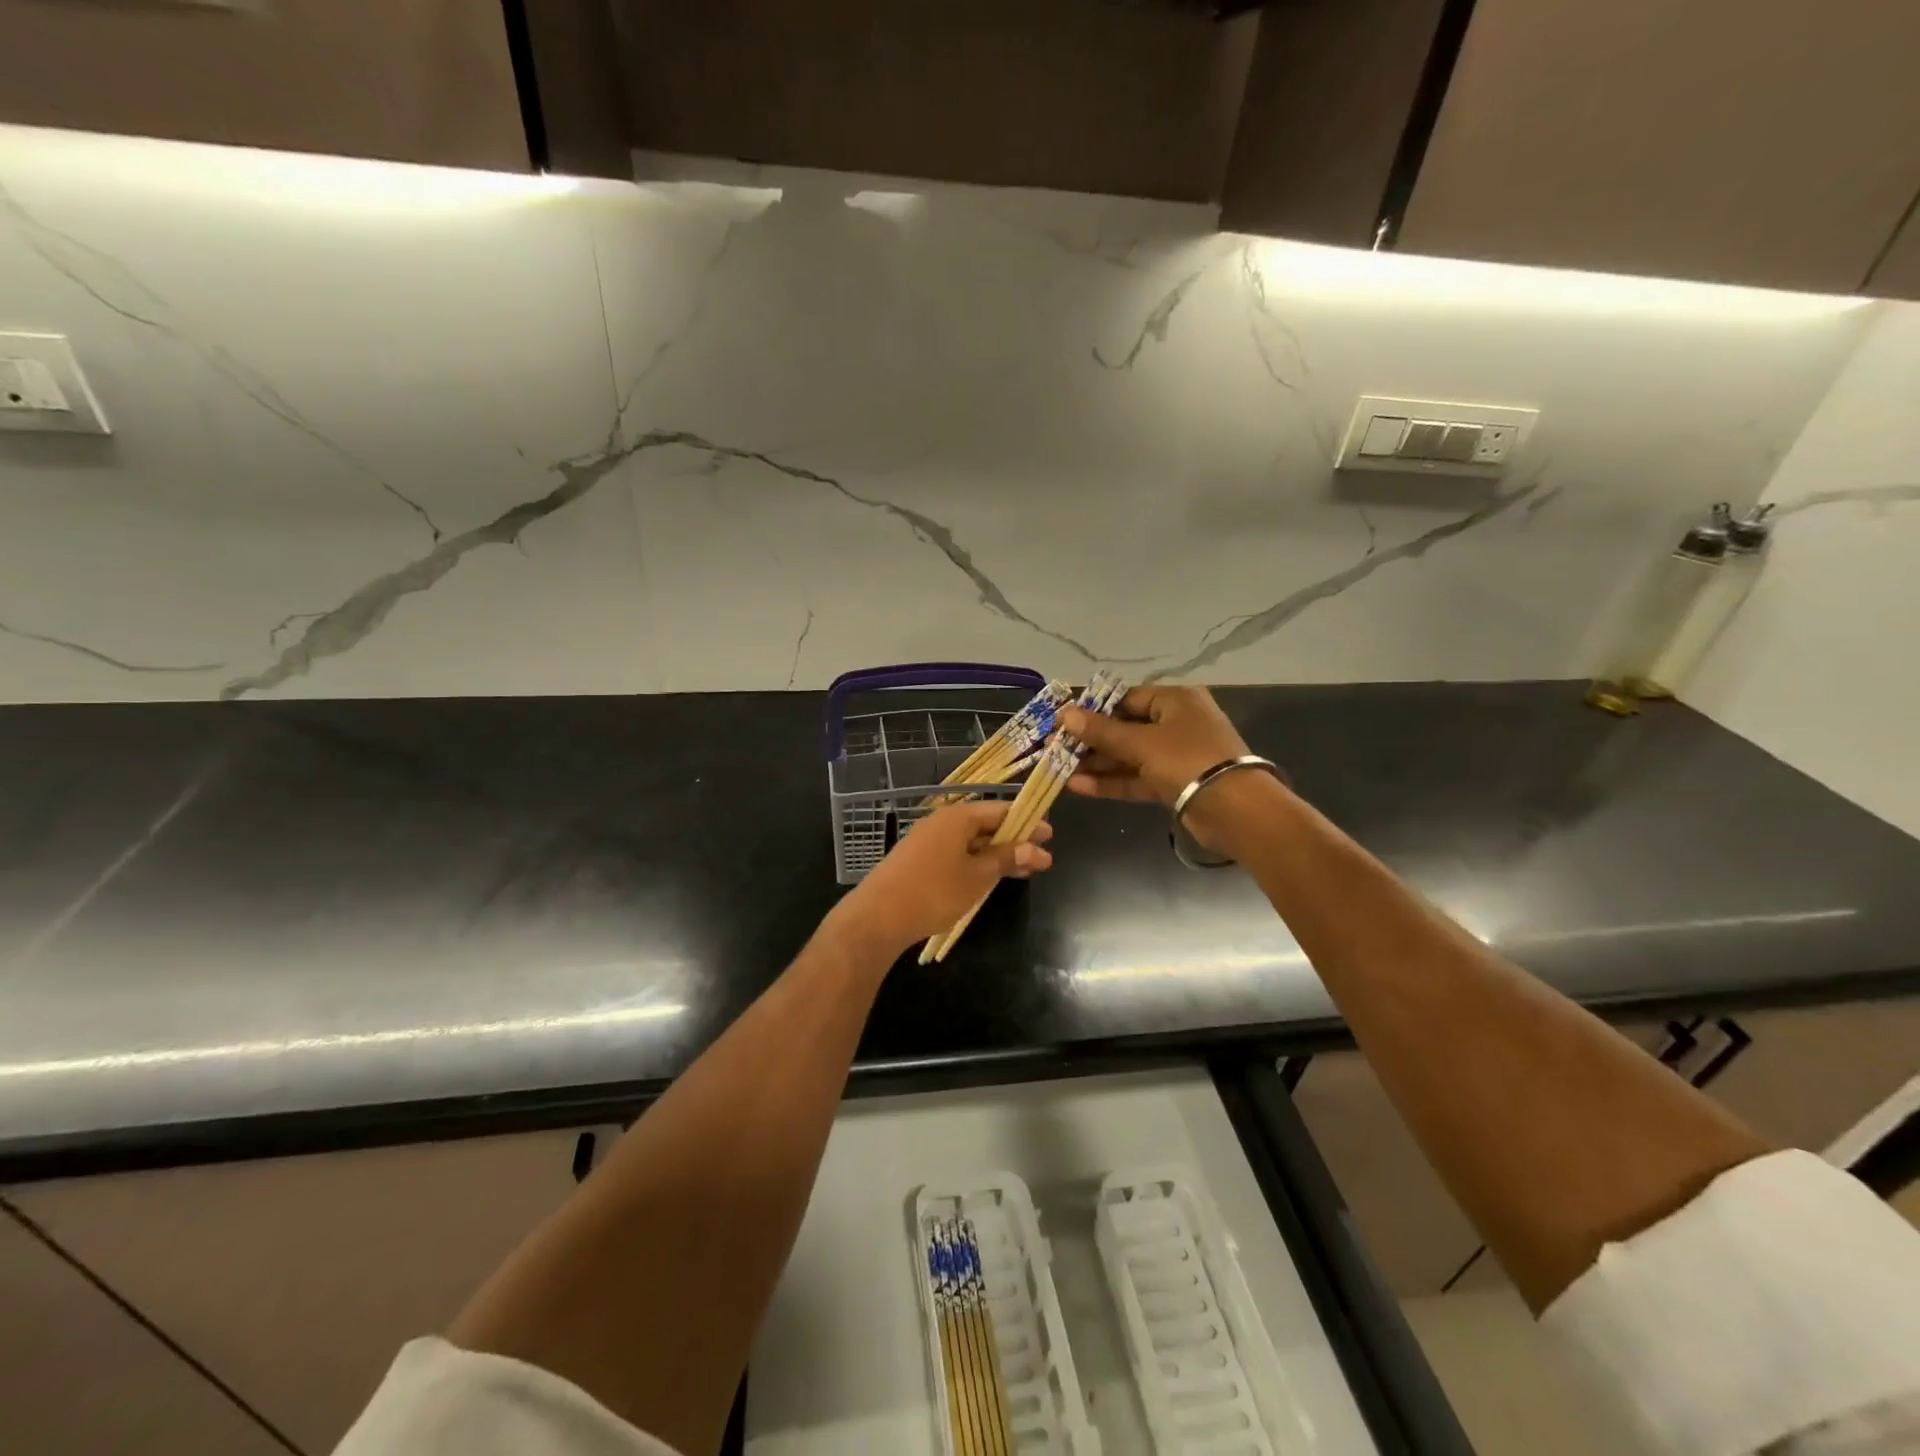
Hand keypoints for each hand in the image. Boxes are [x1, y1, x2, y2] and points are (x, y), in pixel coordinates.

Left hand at [827, 801, 1052, 956]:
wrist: (878, 917)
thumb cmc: (934, 892)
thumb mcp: (978, 876)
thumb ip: (1006, 858)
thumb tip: (1034, 848)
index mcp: (958, 817)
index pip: (1001, 810)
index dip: (1027, 822)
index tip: (1049, 836)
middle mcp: (942, 821)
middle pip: (986, 825)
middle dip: (1015, 841)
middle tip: (1042, 858)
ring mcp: (928, 840)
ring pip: (972, 842)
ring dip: (998, 854)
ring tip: (1025, 871)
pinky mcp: (919, 859)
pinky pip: (957, 853)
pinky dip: (978, 862)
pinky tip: (991, 878)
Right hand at [1060, 686, 1280, 850]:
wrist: (1235, 809)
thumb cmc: (1187, 760)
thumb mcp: (1140, 742)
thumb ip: (1101, 731)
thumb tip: (1065, 714)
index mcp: (1175, 701)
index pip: (1127, 698)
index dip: (1094, 709)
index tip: (1064, 720)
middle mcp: (1177, 724)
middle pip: (1126, 728)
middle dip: (1091, 740)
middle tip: (1057, 748)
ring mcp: (1177, 756)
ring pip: (1129, 756)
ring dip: (1098, 764)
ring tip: (1060, 769)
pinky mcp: (1174, 784)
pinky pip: (1137, 778)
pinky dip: (1112, 782)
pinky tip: (1079, 786)